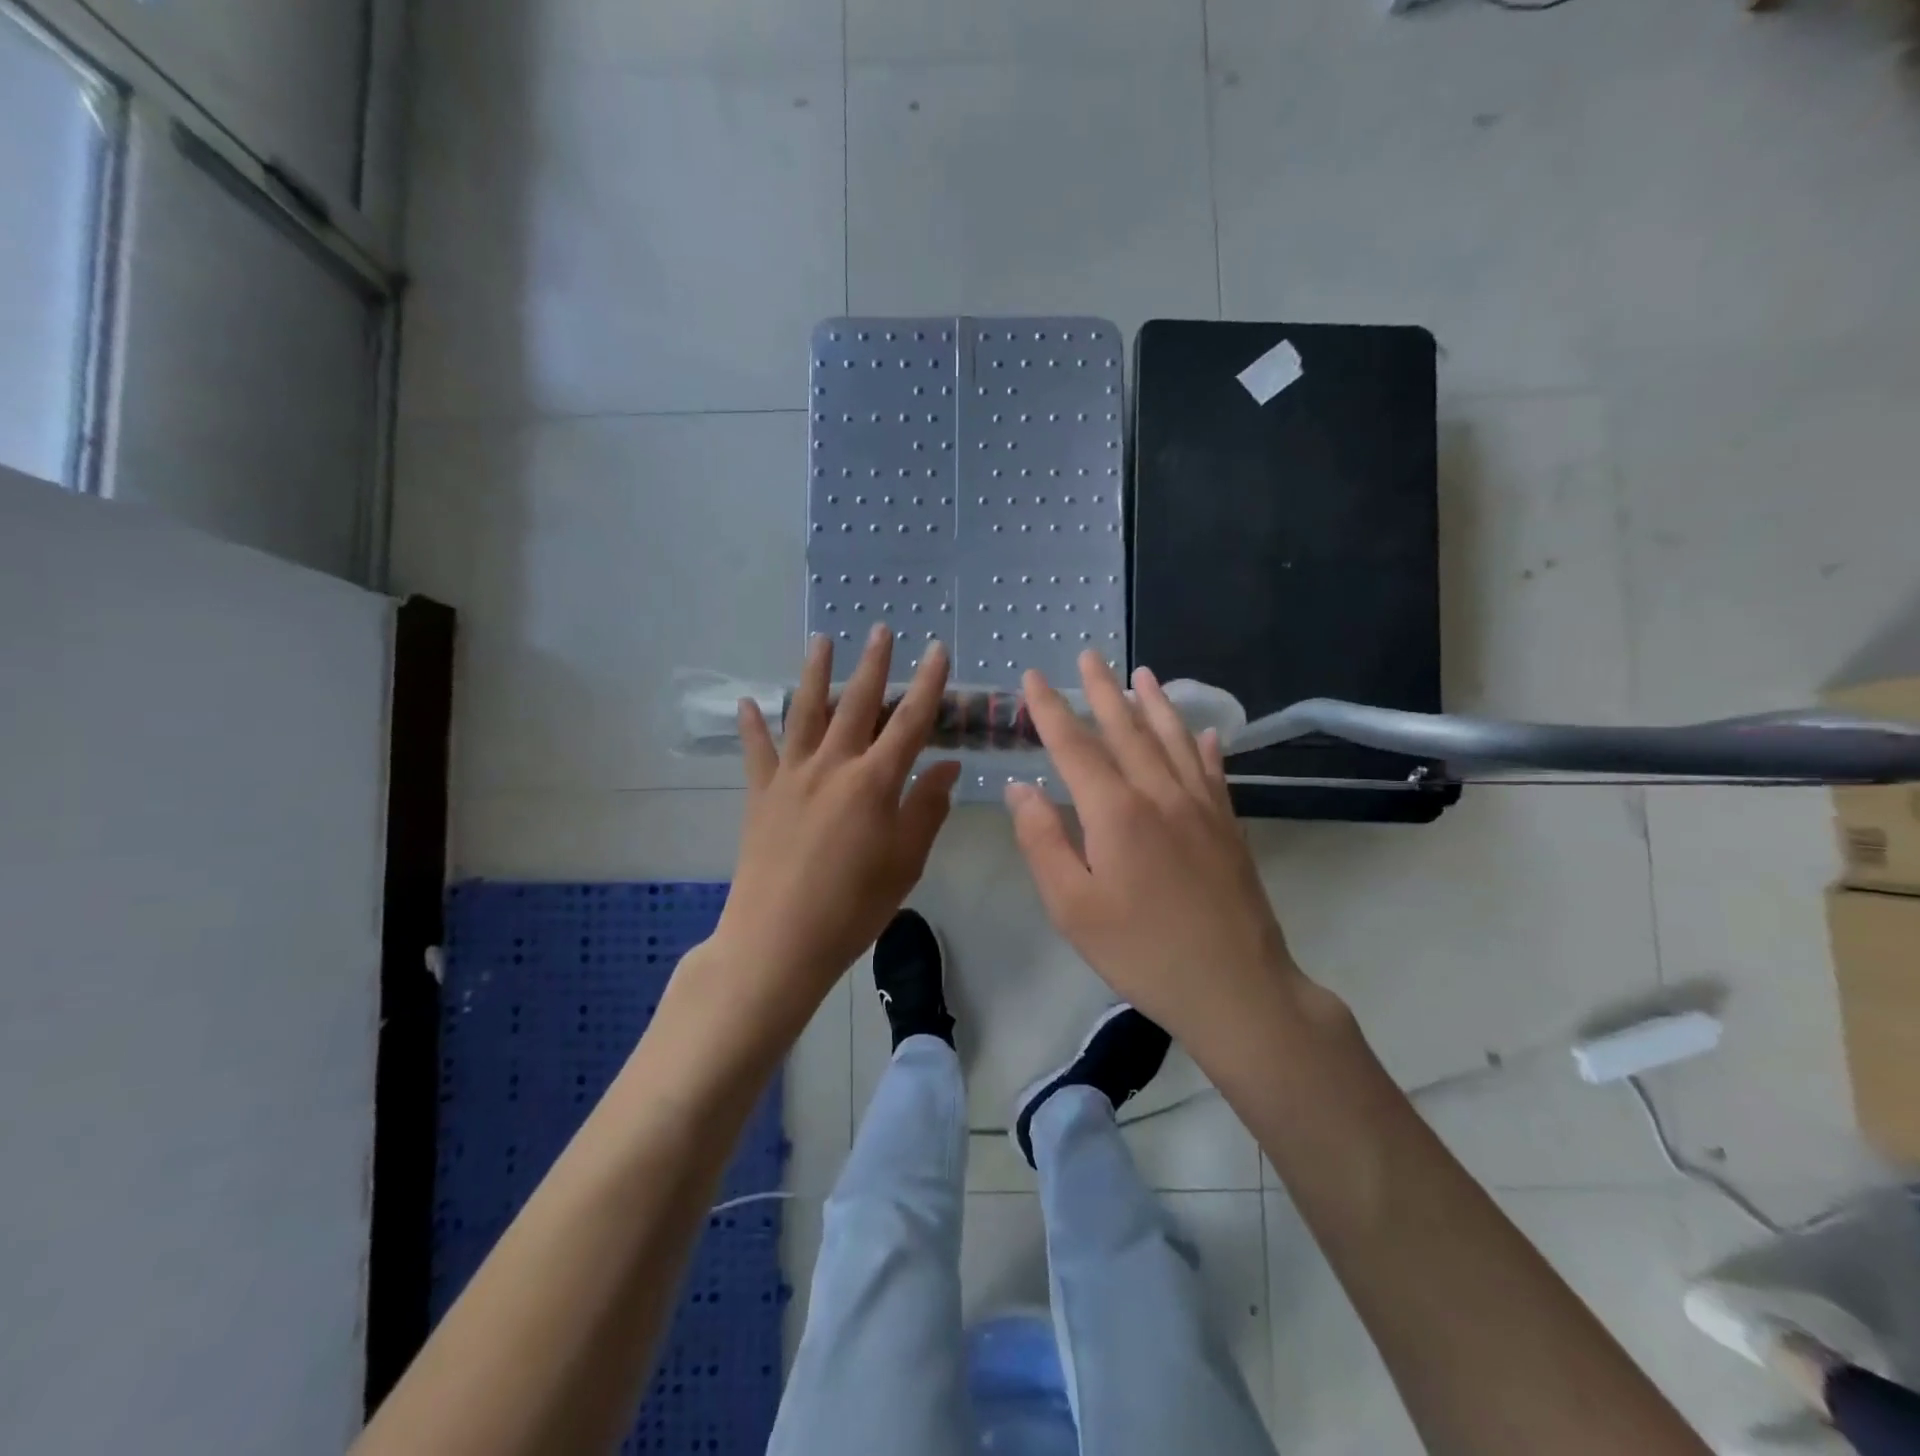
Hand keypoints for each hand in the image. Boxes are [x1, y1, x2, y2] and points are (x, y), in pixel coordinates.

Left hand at [707, 626, 961, 1030]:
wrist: (778, 940)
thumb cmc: (853, 907)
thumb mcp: (906, 862)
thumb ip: (927, 808)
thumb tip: (948, 765)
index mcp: (874, 782)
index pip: (910, 722)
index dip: (927, 684)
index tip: (937, 650)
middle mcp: (832, 766)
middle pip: (857, 704)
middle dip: (873, 664)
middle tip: (880, 629)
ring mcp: (791, 777)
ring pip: (805, 713)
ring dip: (815, 673)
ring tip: (821, 640)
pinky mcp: (760, 795)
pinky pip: (757, 751)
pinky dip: (753, 725)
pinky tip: (749, 701)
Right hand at [1006, 651, 1313, 1049]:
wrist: (1234, 987)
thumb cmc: (1141, 950)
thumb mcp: (1072, 906)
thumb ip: (1042, 841)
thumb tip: (1020, 788)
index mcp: (1116, 811)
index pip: (1075, 746)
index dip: (1050, 710)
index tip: (1034, 677)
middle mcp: (1160, 793)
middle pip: (1127, 730)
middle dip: (1103, 690)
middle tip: (1089, 656)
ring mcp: (1201, 806)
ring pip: (1174, 740)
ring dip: (1155, 704)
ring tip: (1143, 674)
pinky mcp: (1228, 826)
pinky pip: (1213, 772)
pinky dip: (1205, 747)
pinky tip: (1205, 733)